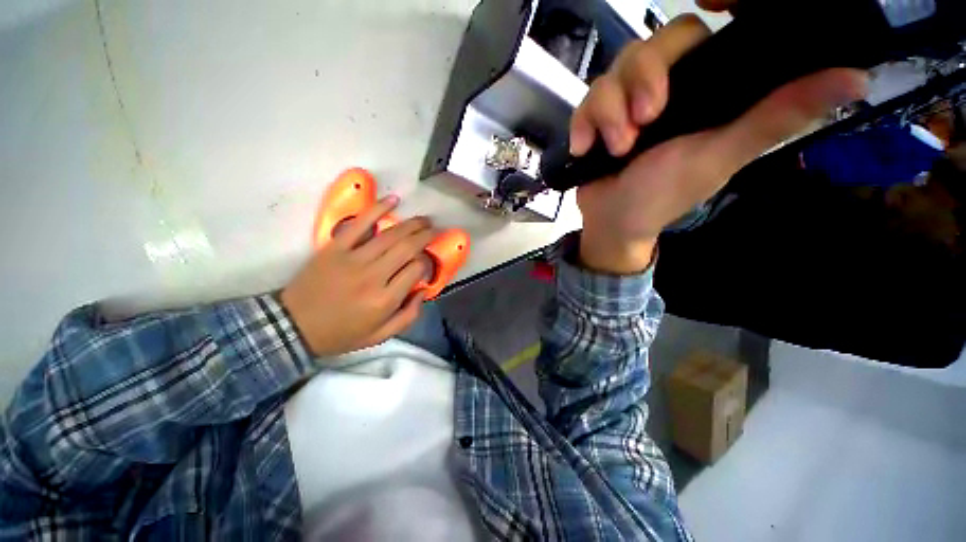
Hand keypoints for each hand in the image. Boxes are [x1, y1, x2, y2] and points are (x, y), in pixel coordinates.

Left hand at [280, 196, 433, 357]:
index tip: (426, 263)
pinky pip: (359, 224)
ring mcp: (353, 258)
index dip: (426, 263)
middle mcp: (374, 276)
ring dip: (412, 224)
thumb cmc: (341, 333)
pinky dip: (377, 209)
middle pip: (408, 248)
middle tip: (434, 231)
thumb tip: (424, 291)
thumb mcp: (380, 336)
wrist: (294, 326)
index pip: (417, 269)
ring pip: (390, 234)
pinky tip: (393, 200)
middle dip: (425, 236)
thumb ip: (409, 316)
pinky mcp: (335, 247)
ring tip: (424, 220)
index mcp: (385, 299)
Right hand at [570, 14, 867, 273]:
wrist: (613, 220)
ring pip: (613, 72)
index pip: (698, 33)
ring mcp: (624, 102)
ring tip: (616, 147)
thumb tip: (855, 77)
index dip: (696, 21)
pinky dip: (583, 124)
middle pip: (650, 45)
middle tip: (645, 121)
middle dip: (642, 81)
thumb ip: (774, 117)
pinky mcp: (596, 118)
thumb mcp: (720, 156)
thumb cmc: (663, 195)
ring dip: (609, 111)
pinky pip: (586, 101)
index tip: (695, 31)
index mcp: (701, 90)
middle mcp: (662, 87)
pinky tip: (585, 148)